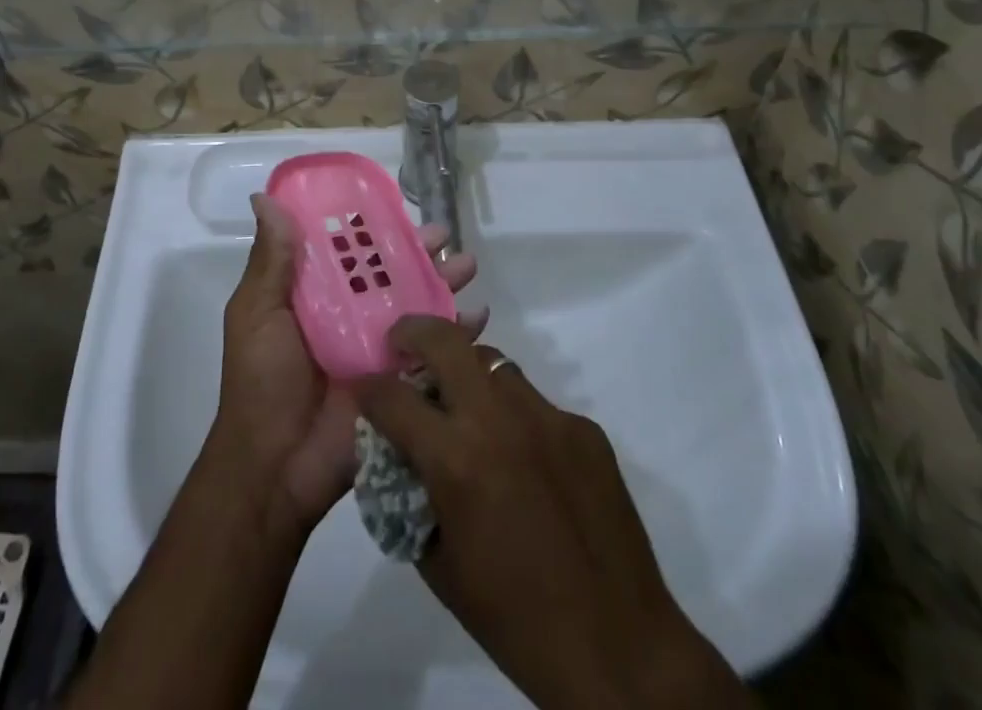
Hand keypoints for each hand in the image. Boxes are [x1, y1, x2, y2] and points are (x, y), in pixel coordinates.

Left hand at [213, 195, 484, 534]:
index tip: (395, 204)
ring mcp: (377, 348)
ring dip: (443, 282)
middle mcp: (349, 314)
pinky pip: (433, 352)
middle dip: (417, 252)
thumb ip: (270, 261)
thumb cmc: (260, 382)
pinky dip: (458, 333)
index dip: (371, 226)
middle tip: (444, 235)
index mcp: (314, 294)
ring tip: (466, 264)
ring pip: (416, 305)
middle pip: (390, 273)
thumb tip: (264, 198)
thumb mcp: (256, 314)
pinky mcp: (400, 382)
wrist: (276, 469)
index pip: (348, 250)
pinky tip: (479, 315)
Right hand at [357, 318, 753, 709]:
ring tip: (468, 410)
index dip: (368, 387)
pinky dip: (517, 420)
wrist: (618, 648)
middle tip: (403, 342)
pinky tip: (526, 462)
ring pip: (495, 366)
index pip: (392, 397)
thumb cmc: (514, 619)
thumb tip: (402, 456)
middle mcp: (499, 420)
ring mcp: (547, 417)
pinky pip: (537, 406)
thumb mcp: (439, 565)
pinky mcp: (584, 428)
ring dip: (470, 376)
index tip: (363, 385)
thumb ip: (413, 497)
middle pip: (446, 341)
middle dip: (414, 332)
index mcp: (456, 460)